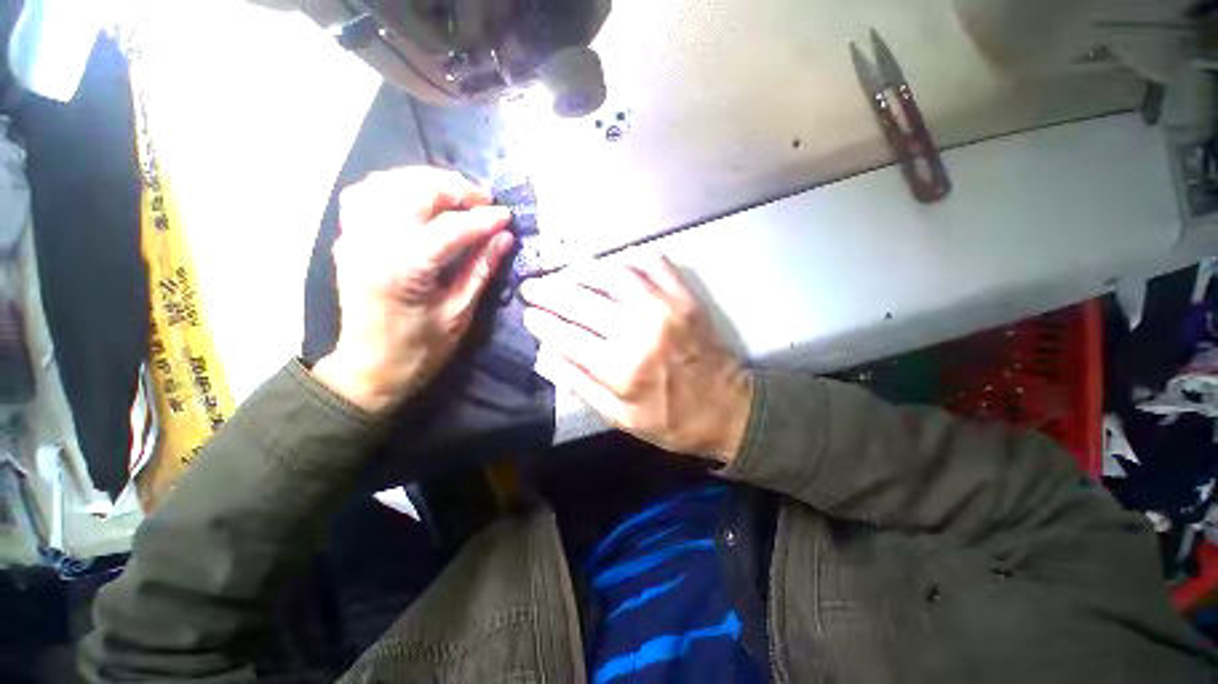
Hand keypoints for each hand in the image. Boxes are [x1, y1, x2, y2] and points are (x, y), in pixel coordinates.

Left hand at [312, 167, 513, 413]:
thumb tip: (504, 237)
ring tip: (455, 197)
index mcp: (405, 269)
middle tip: (483, 203)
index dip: (484, 219)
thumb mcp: (460, 313)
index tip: (507, 216)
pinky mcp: (348, 238)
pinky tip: (418, 198)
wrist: (370, 368)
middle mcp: (373, 244)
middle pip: (415, 191)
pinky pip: (367, 194)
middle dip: (455, 189)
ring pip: (387, 183)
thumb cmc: (421, 349)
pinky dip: (396, 186)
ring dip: (426, 182)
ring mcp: (354, 237)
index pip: (451, 228)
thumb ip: (481, 269)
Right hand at [520, 252, 752, 461]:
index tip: (527, 315)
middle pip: (582, 300)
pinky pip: (653, 264)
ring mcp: (665, 307)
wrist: (727, 408)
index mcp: (621, 367)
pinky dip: (629, 260)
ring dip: (582, 270)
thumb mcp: (621, 418)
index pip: (567, 335)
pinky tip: (614, 267)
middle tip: (532, 286)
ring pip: (612, 274)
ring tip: (565, 273)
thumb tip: (546, 356)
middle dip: (549, 291)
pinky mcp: (685, 297)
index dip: (542, 322)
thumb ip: (581, 386)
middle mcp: (640, 330)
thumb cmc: (671, 419)